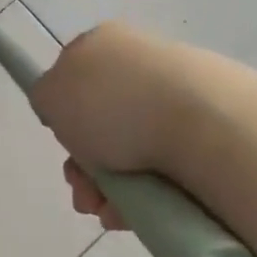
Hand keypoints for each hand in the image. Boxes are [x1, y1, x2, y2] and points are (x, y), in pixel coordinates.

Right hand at [31, 22, 195, 227]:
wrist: (205, 125)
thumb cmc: (115, 105)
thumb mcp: (51, 94)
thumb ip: (45, 97)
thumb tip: (62, 107)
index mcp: (105, 43)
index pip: (73, 79)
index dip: (63, 118)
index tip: (65, 146)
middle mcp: (142, 63)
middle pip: (100, 122)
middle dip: (85, 166)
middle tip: (84, 193)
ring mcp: (180, 96)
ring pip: (131, 151)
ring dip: (109, 189)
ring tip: (108, 212)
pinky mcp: (211, 130)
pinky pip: (165, 168)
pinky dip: (145, 194)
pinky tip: (135, 214)